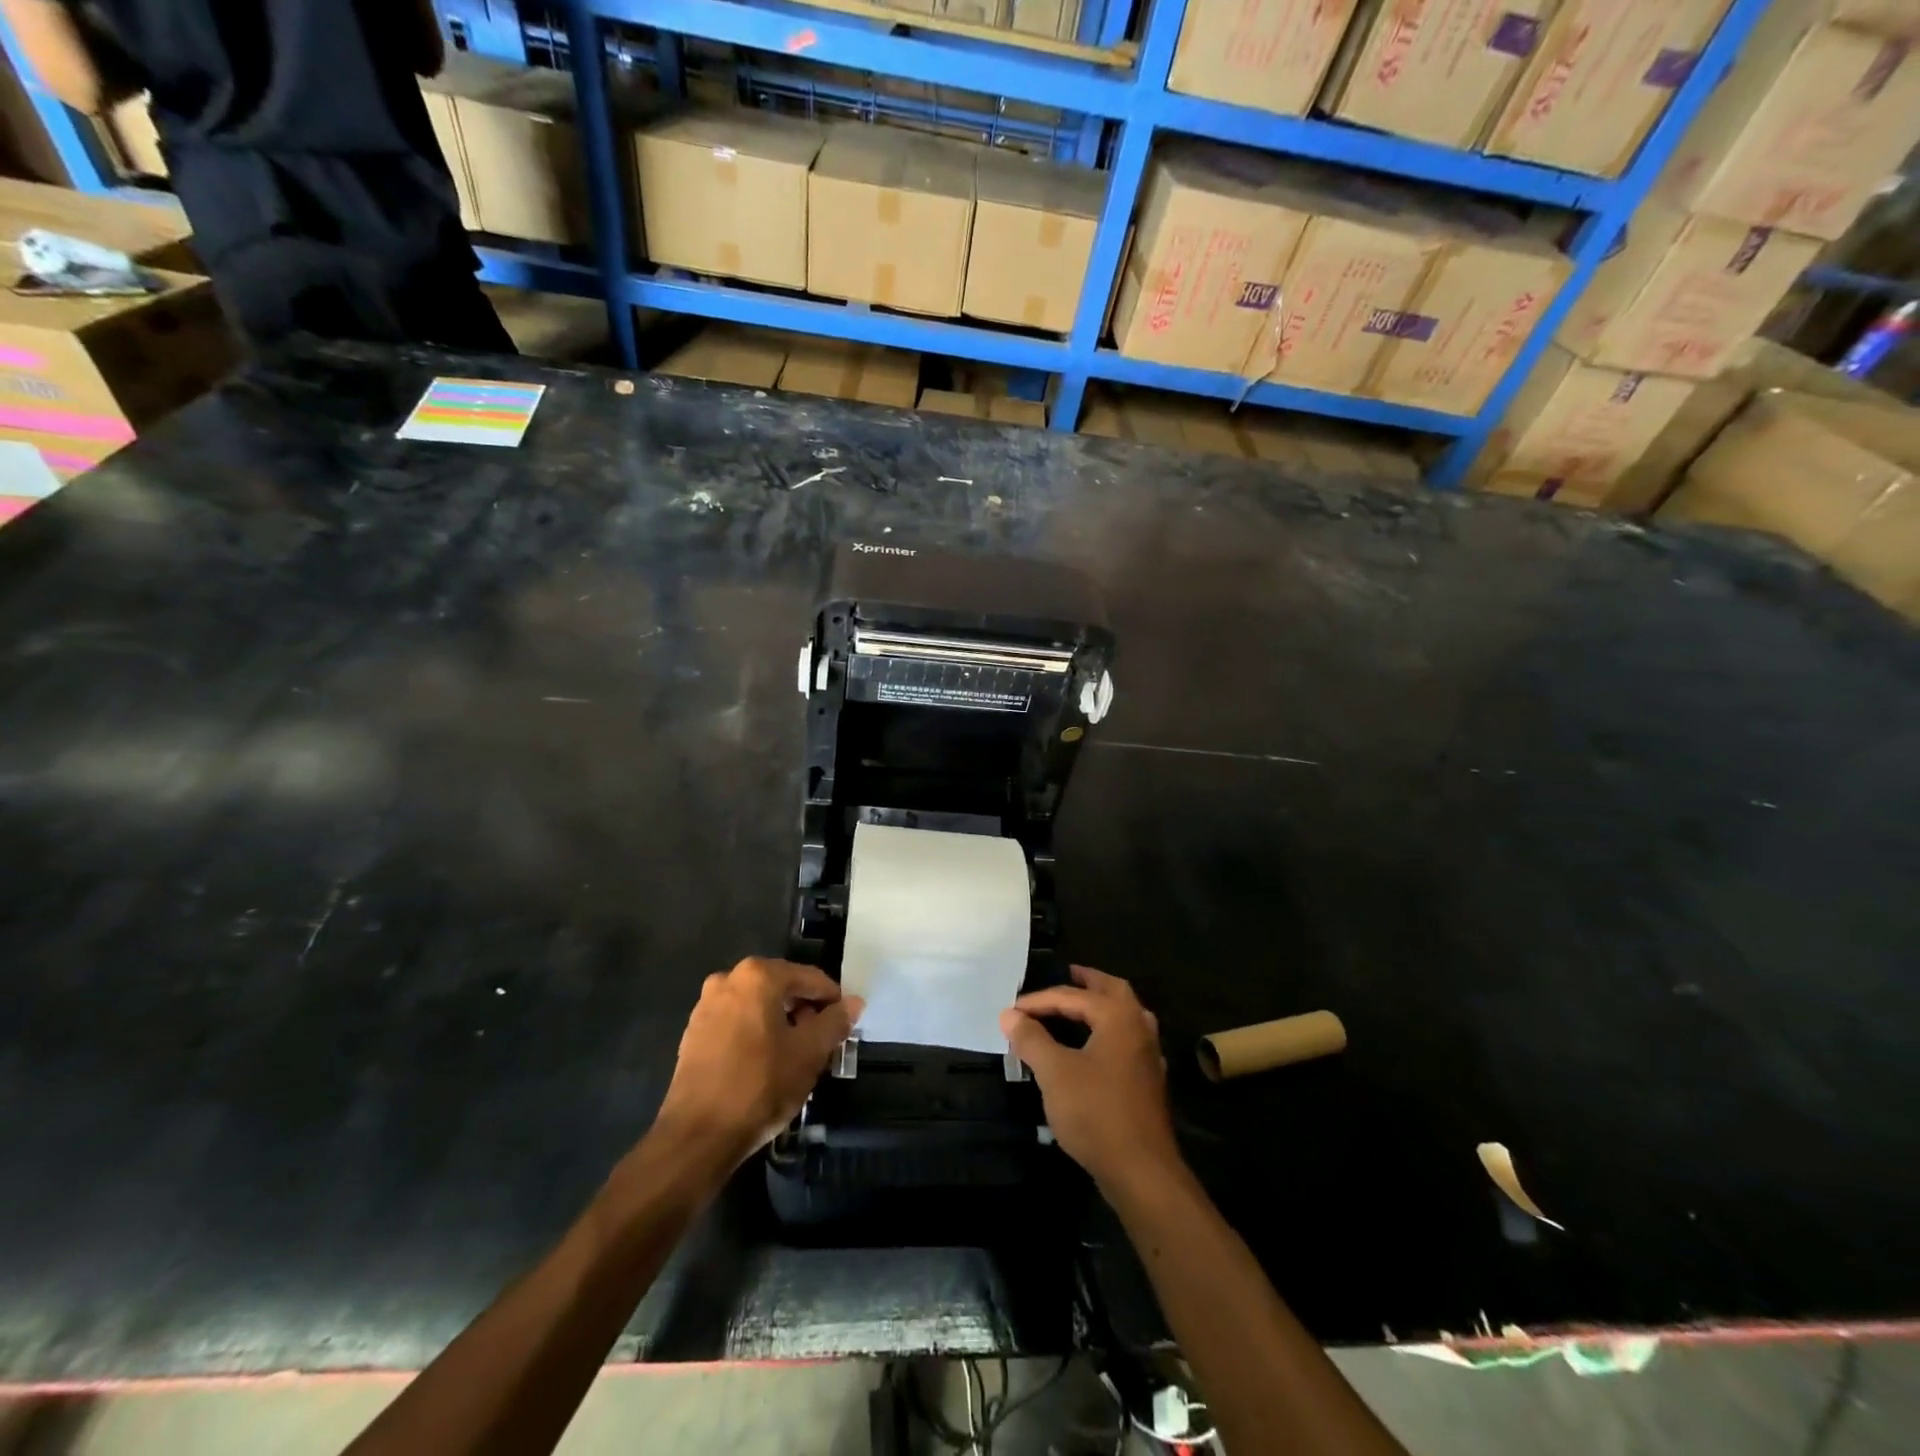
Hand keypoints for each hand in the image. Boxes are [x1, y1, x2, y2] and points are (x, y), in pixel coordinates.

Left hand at [654, 957, 862, 1168]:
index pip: (809, 978)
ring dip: (780, 1022)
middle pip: (782, 988)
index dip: (832, 1000)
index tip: (844, 1024)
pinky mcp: (694, 1033)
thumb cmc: (760, 1085)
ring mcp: (706, 1006)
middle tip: (823, 1041)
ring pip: (758, 1005)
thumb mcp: (809, 1053)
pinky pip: (737, 1022)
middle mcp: (729, 980)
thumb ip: (835, 1022)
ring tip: (796, 1055)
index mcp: (758, 976)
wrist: (697, 1136)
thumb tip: (853, 1002)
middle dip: (805, 1011)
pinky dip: (756, 1033)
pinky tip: (766, 1063)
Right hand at [1000, 966, 1182, 1194]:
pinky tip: (1094, 1046)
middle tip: (1066, 975)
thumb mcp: (1054, 1073)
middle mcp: (1138, 1026)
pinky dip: (1108, 1031)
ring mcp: (1148, 1054)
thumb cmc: (1096, 1112)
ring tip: (1078, 1006)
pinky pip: (1127, 1039)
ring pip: (1125, 1015)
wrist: (1141, 1171)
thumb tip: (1010, 1015)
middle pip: (1112, 991)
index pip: (1071, 996)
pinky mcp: (1148, 1080)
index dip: (1038, 1001)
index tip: (1011, 1011)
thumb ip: (1031, 1039)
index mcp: (1118, 1016)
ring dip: (1101, 1005)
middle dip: (1087, 982)